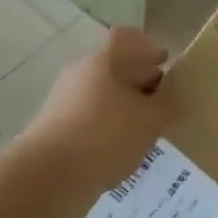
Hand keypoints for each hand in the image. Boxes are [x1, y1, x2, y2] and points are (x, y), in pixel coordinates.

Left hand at [18, 28, 171, 217]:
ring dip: (125, 109)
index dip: (149, 48)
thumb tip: (170, 95)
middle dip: (140, 82)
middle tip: (163, 102)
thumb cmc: (105, 136)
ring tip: (146, 132)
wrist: (47, 179)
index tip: (166, 64)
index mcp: (102, 61)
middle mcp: (80, 74)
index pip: (127, 38)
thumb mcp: (150, 119)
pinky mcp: (56, 130)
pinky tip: (123, 150)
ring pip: (103, 96)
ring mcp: (64, 102)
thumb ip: (166, 103)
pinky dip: (108, 129)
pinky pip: (90, 120)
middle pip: (115, 68)